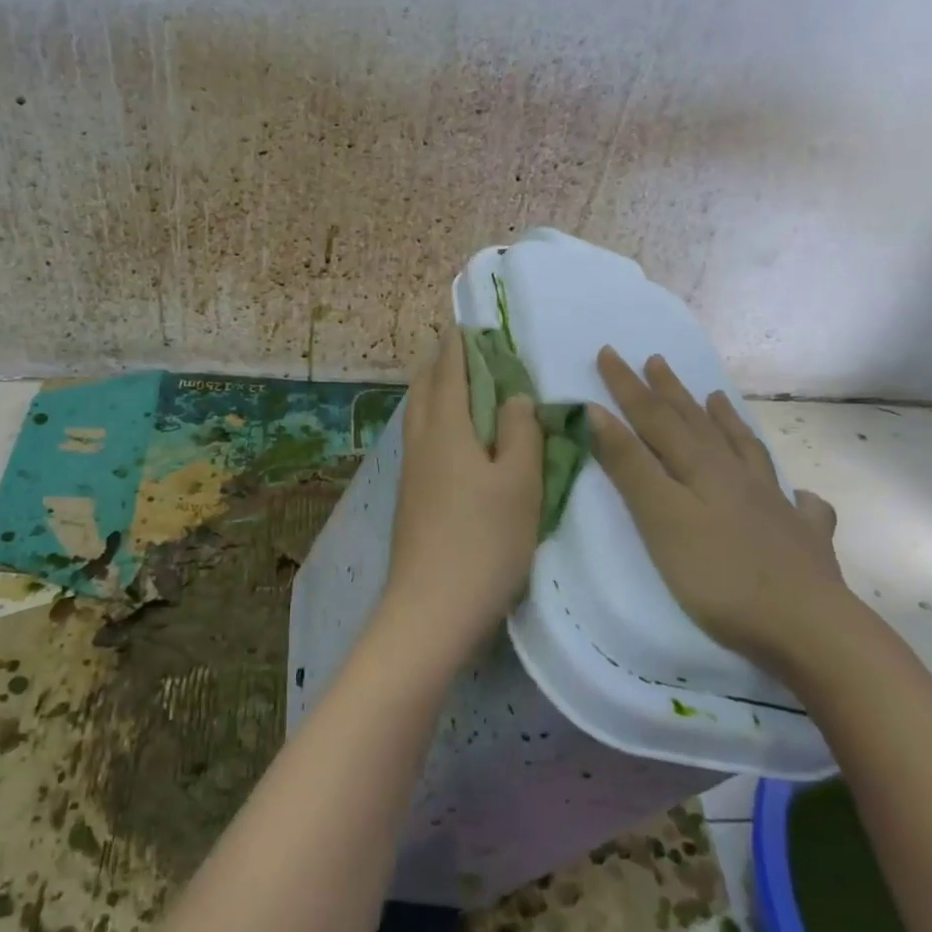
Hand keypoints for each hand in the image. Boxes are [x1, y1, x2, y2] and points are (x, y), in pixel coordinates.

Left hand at [380, 331, 542, 661]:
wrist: (431, 608)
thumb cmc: (484, 541)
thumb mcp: (519, 483)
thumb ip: (520, 433)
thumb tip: (514, 396)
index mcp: (447, 430)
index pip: (450, 372)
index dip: (458, 345)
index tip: (465, 323)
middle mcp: (422, 443)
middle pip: (425, 389)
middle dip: (440, 363)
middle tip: (459, 348)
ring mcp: (411, 473)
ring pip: (418, 416)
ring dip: (434, 392)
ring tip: (455, 386)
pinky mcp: (411, 499)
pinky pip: (421, 441)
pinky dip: (434, 422)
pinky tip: (450, 439)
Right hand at [590, 347, 859, 677]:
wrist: (809, 628)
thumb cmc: (719, 576)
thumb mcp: (661, 519)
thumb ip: (631, 467)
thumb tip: (598, 413)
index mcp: (701, 468)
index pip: (654, 417)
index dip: (627, 386)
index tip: (608, 352)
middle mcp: (738, 476)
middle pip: (697, 424)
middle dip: (671, 392)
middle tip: (656, 360)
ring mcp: (775, 505)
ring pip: (745, 450)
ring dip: (725, 421)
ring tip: (716, 398)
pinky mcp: (801, 539)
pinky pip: (799, 504)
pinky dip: (793, 491)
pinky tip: (799, 493)